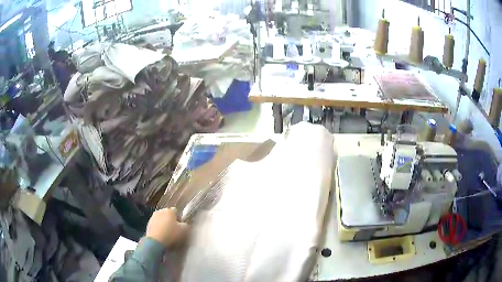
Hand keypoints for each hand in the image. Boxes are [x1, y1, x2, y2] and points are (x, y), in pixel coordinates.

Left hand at [145, 207, 187, 247]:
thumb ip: (185, 225)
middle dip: (171, 220)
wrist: (155, 241)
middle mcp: (160, 211)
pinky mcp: (148, 223)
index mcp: (169, 210)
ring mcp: (153, 217)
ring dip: (164, 223)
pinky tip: (161, 234)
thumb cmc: (170, 234)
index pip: (176, 211)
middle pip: (168, 214)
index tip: (180, 226)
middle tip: (174, 229)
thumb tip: (184, 224)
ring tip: (167, 233)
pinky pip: (156, 224)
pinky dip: (159, 227)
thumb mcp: (183, 230)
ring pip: (161, 219)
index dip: (179, 218)